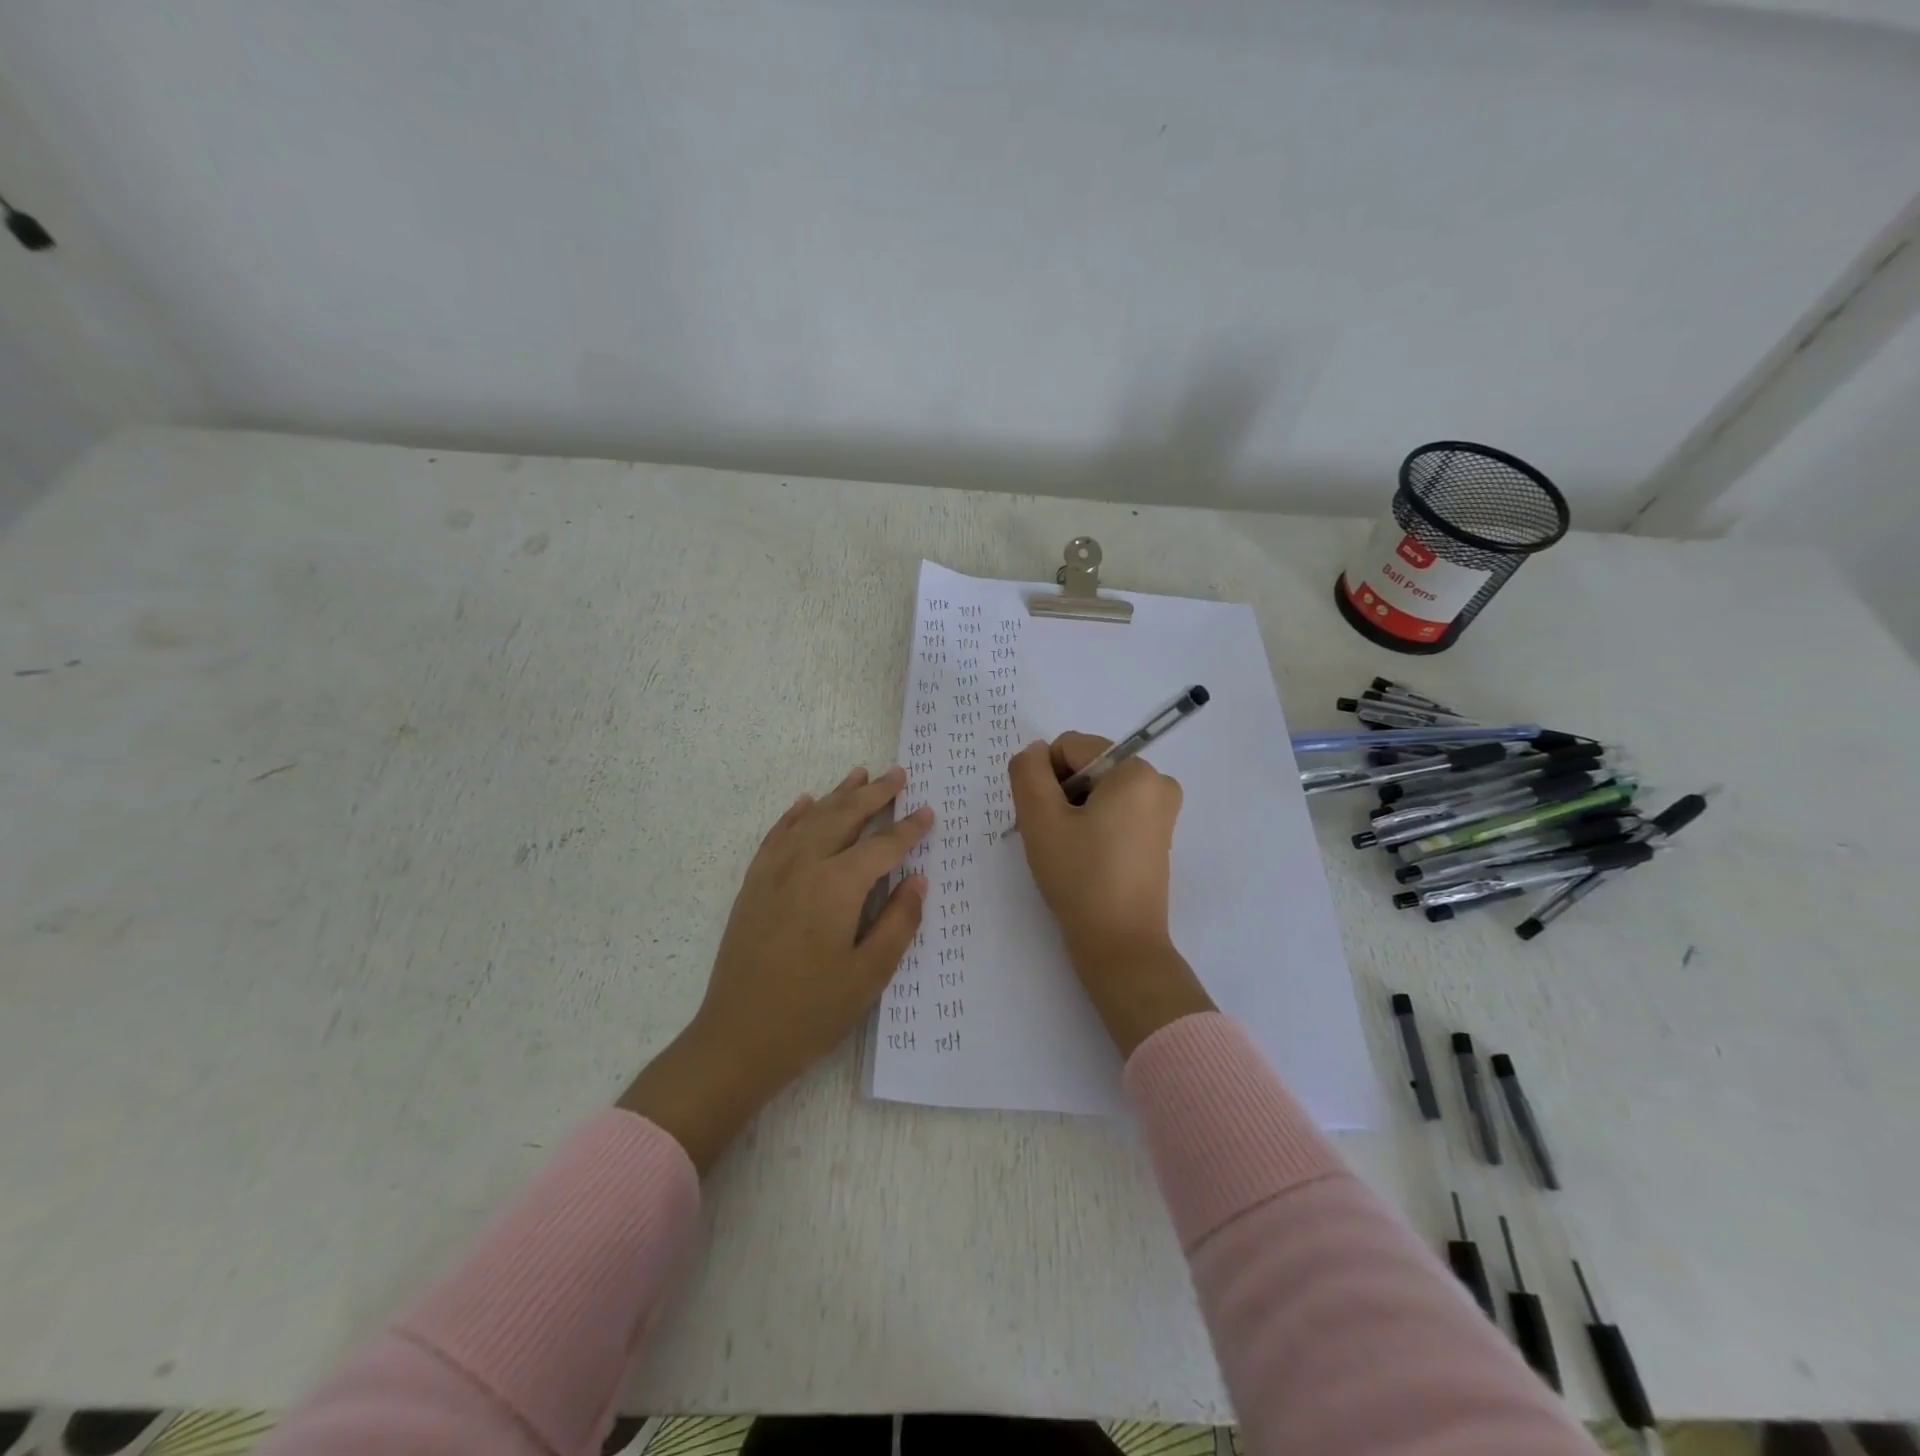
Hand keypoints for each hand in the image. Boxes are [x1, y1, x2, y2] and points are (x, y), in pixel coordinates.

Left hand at [620, 766, 931, 1168]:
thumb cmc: (812, 1012)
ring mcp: (773, 872)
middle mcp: (804, 865)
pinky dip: (794, 815)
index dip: (908, 828)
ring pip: (810, 819)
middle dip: (874, 794)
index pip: (883, 846)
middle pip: (844, 817)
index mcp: (837, 885)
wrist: (737, 1038)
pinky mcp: (753, 885)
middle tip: (898, 774)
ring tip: (859, 774)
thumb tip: (918, 879)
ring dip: (837, 794)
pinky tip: (805, 803)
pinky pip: (776, 836)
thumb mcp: (869, 974)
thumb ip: (898, 921)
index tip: (928, 812)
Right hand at [1009, 735, 1213, 1055]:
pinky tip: (1084, 859)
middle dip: (1061, 795)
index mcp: (1136, 770)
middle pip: (1086, 767)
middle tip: (1054, 838)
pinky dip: (1092, 826)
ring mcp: (1162, 811)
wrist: (1119, 945)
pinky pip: (1114, 811)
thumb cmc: (1080, 877)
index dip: (1045, 778)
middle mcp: (1158, 782)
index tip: (1045, 819)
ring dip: (1073, 812)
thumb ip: (1028, 772)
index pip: (1070, 747)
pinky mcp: (1157, 836)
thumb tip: (1035, 753)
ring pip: (1097, 791)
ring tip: (1068, 852)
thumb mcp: (1040, 818)